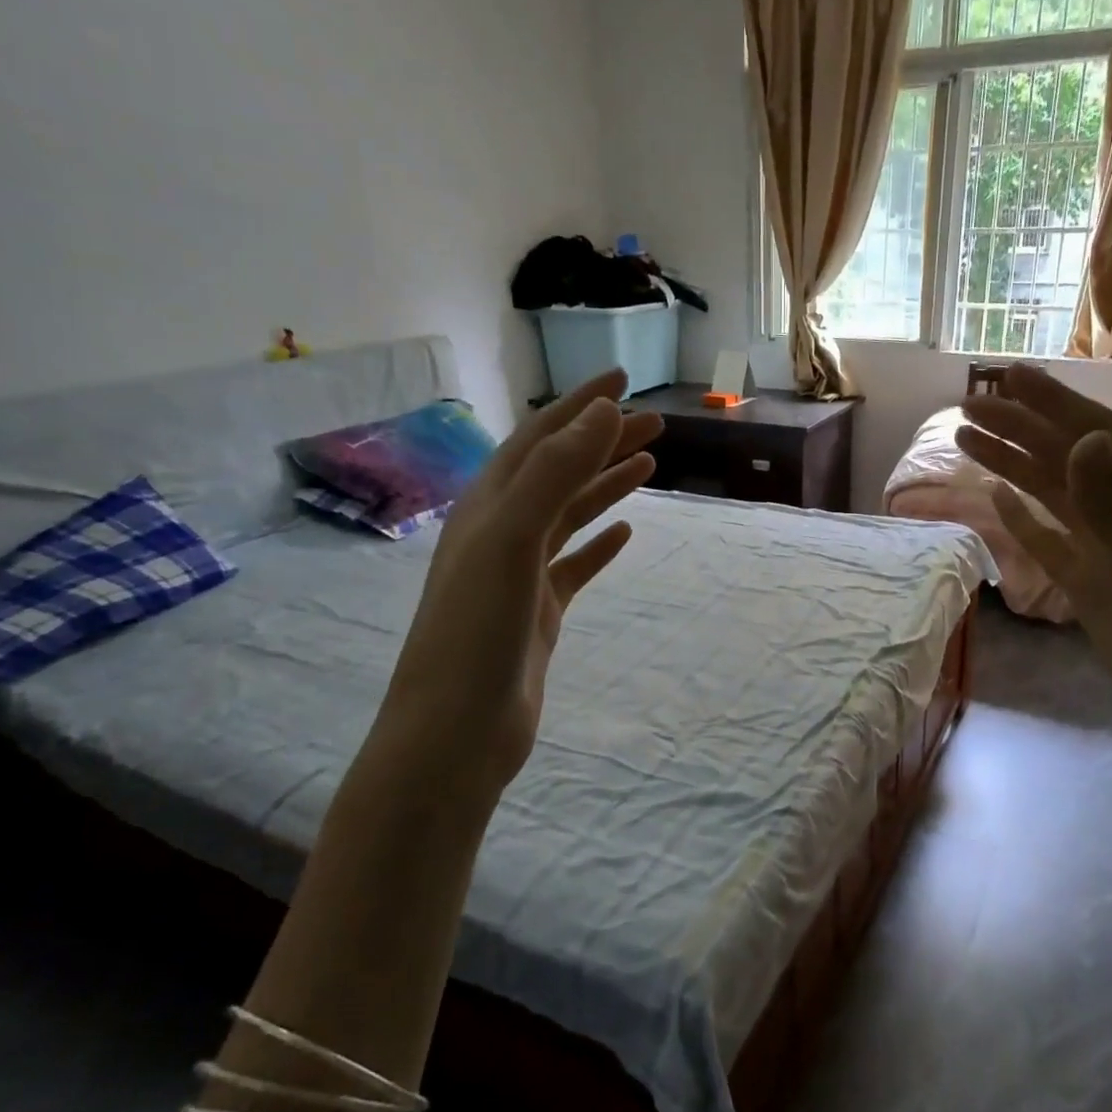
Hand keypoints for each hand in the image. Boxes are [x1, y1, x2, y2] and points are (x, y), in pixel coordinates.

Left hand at [379, 369, 660, 803]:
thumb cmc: (476, 632)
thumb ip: (554, 474)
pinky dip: (600, 545)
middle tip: (656, 423)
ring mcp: (519, 574)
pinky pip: (574, 565)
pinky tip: (626, 535)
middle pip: (560, 471)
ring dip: (607, 486)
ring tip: (650, 465)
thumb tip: (601, 412)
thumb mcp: (512, 541)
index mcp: (488, 506)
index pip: (540, 439)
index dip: (580, 406)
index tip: (623, 380)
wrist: (456, 732)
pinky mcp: (537, 612)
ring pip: (570, 515)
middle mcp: (501, 531)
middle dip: (604, 442)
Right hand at [956, 364, 1111, 771]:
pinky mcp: (1089, 585)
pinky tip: (994, 499)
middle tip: (966, 406)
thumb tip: (1080, 442)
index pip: (1098, 435)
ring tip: (965, 441)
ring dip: (1011, 465)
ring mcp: (1108, 550)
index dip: (1053, 403)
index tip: (1008, 376)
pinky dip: (1020, 518)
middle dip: (1019, 428)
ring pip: (1051, 495)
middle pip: (1066, 458)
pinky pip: (1048, 541)